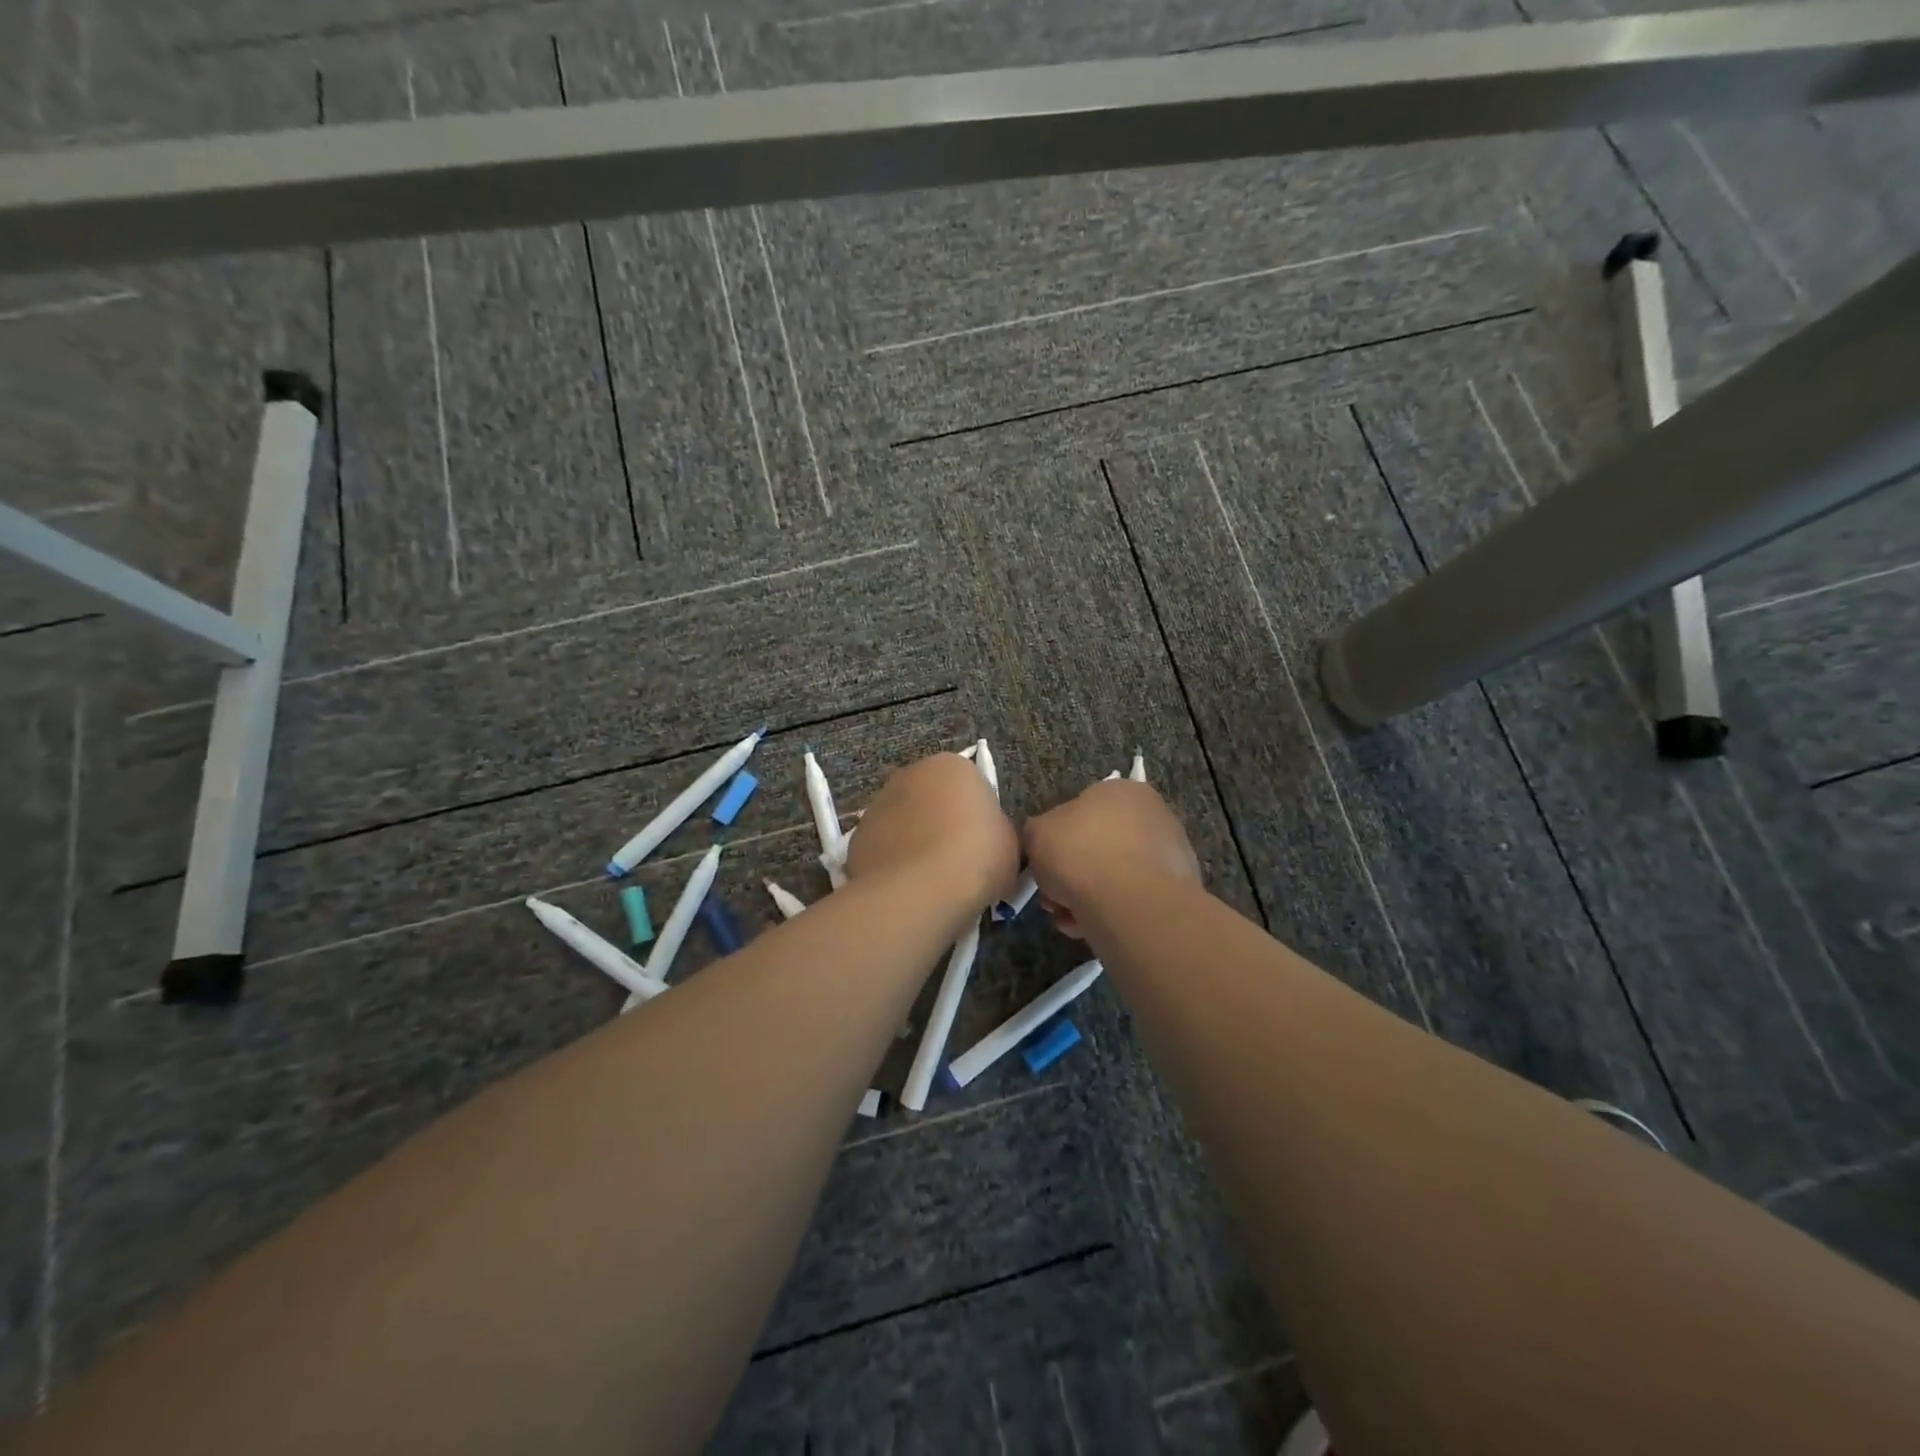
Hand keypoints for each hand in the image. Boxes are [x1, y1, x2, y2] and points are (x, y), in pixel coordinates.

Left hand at [846, 753, 1018, 913]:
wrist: (917, 891)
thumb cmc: (976, 856)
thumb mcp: (1009, 842)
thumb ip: (996, 829)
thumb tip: (986, 837)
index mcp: (953, 765)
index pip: (971, 784)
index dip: (979, 816)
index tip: (984, 843)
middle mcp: (911, 773)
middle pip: (932, 797)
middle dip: (942, 821)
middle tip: (958, 859)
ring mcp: (878, 802)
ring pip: (905, 821)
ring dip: (915, 840)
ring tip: (931, 880)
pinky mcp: (857, 835)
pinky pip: (884, 846)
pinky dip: (894, 861)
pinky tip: (907, 888)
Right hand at [1021, 779, 1200, 937]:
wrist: (1128, 901)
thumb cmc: (1079, 852)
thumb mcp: (1036, 833)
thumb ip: (1037, 832)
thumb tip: (1044, 841)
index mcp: (1122, 790)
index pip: (1083, 810)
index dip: (1058, 839)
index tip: (1046, 865)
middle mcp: (1153, 814)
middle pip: (1100, 845)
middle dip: (1073, 873)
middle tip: (1053, 896)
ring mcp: (1171, 853)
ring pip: (1116, 876)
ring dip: (1089, 897)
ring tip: (1068, 919)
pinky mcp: (1179, 890)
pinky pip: (1134, 899)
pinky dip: (1111, 912)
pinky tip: (1090, 928)